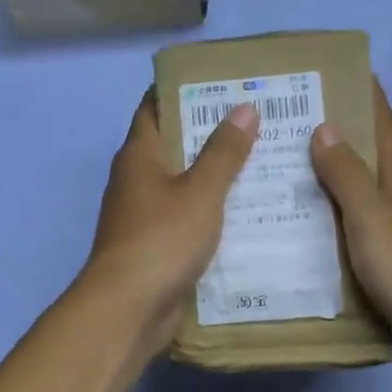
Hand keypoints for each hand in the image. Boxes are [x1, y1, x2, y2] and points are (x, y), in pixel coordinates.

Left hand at [81, 92, 258, 347]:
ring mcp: (143, 215)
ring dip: (215, 175)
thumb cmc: (162, 239)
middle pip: (173, 145)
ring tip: (263, 162)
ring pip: (183, 184)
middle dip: (211, 133)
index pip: (156, 107)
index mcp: (139, 155)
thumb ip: (223, 151)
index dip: (186, 91)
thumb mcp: (200, 191)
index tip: (225, 83)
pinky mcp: (155, 246)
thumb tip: (244, 108)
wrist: (128, 308)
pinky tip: (247, 211)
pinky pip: (187, 218)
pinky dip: (211, 211)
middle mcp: (136, 180)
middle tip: (258, 121)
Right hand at [311, 82, 391, 366]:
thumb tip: (325, 126)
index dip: (361, 92)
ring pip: (368, 186)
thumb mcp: (370, 215)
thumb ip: (346, 173)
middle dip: (339, 131)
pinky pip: (367, 218)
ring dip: (338, 173)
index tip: (332, 71)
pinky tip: (319, 220)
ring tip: (294, 167)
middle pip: (372, 150)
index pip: (381, 119)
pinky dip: (343, 210)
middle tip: (292, 122)